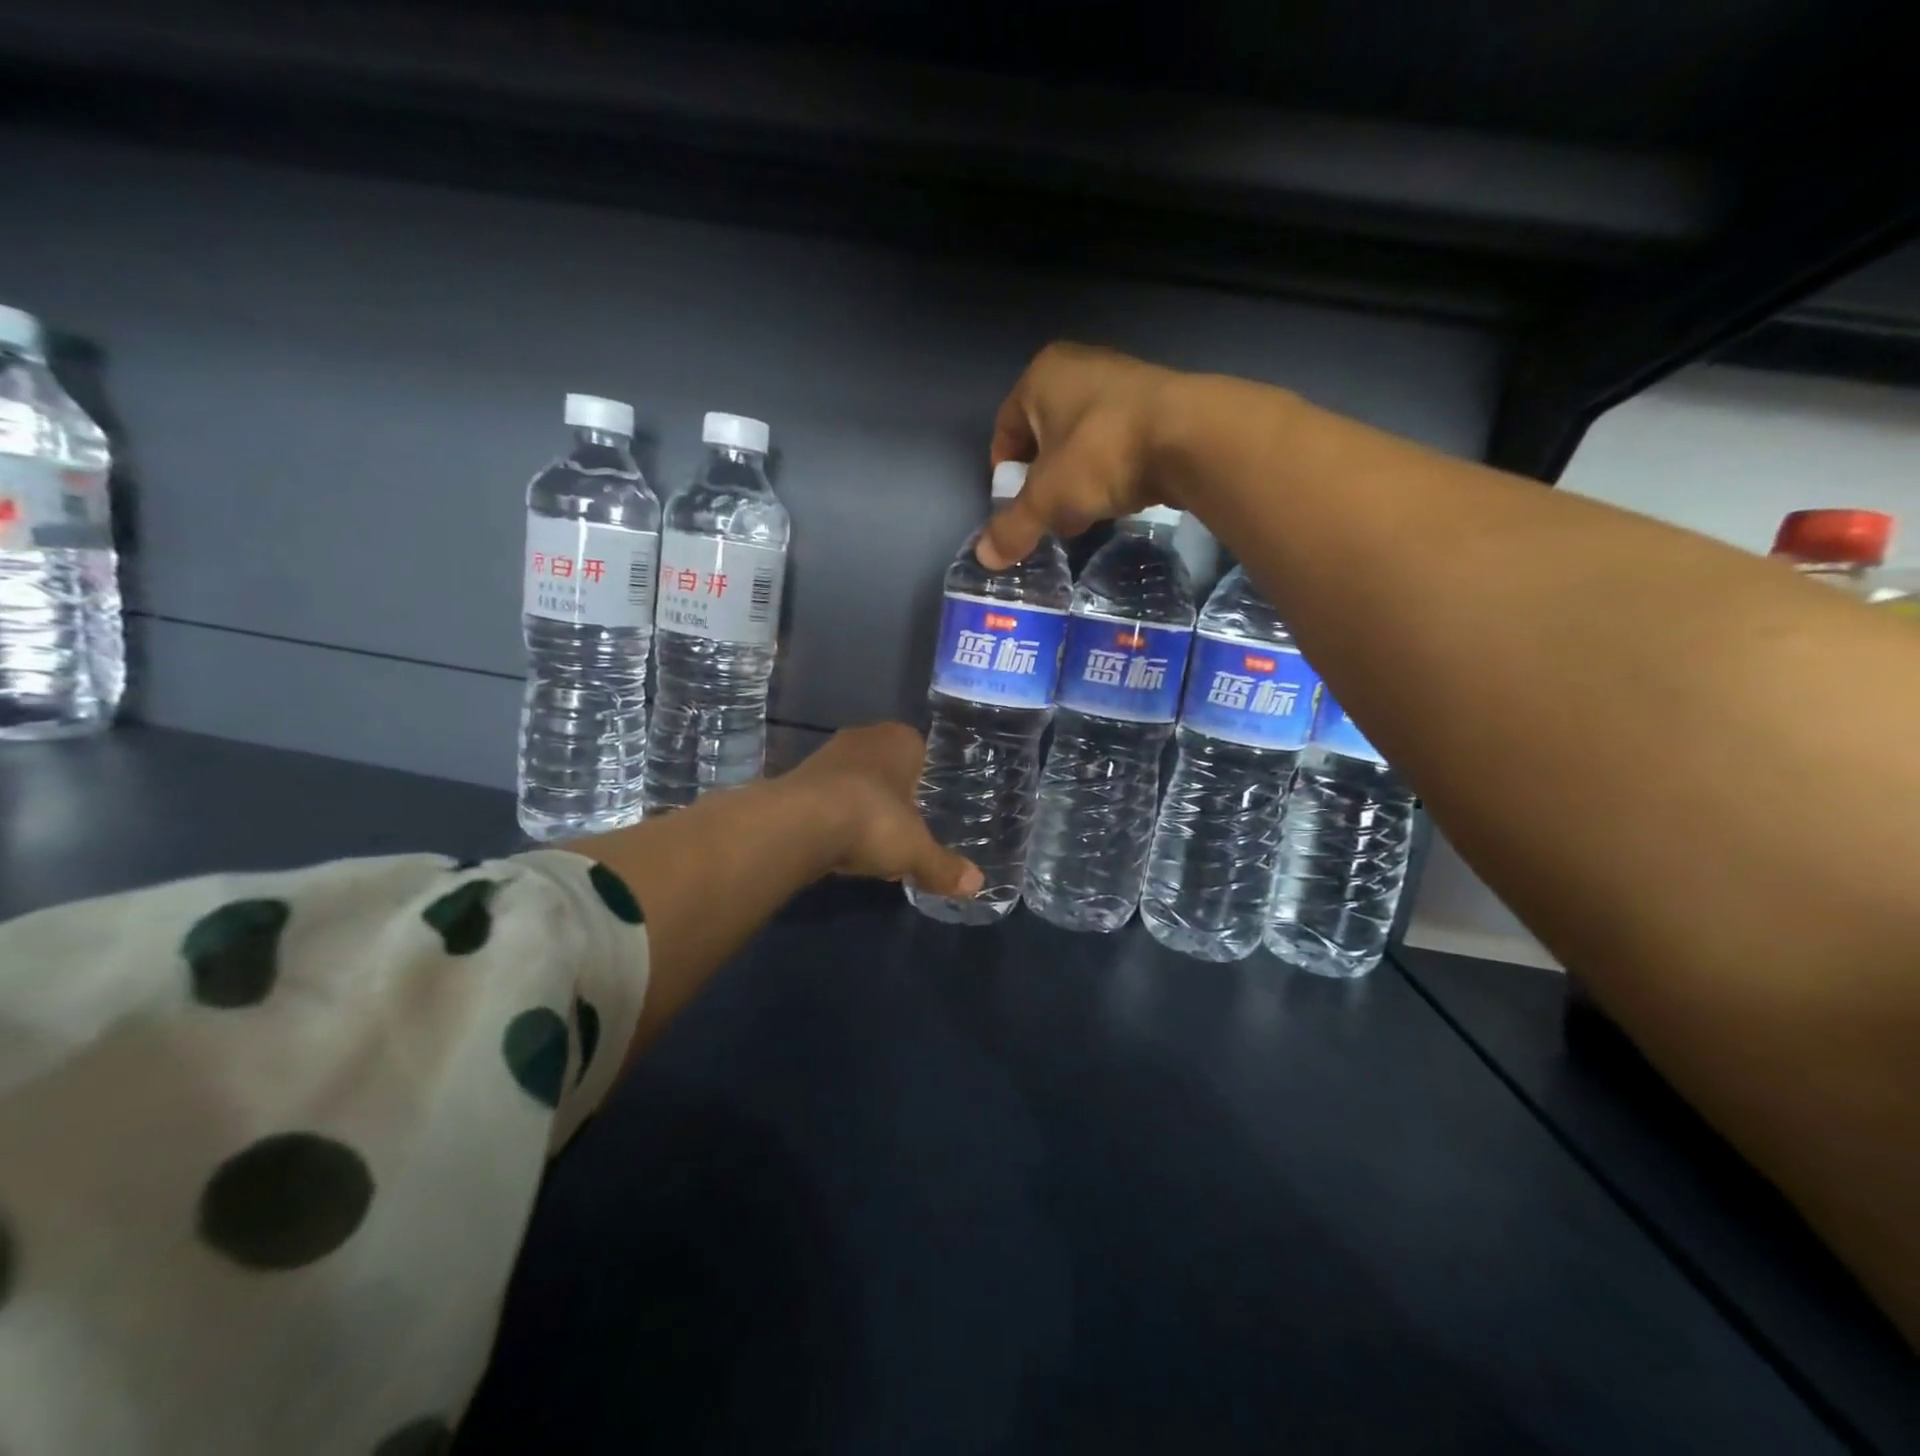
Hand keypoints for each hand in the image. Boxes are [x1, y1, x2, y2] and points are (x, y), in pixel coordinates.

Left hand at [783, 723, 982, 896]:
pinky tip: (839, 845)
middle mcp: (863, 738)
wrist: (800, 824)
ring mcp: (826, 756)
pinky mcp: (797, 779)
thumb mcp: (916, 850)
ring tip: (871, 839)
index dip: (924, 777)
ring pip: (854, 780)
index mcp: (899, 740)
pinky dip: (834, 817)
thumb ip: (943, 866)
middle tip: (904, 825)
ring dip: (860, 804)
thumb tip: (977, 884)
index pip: (919, 749)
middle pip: (884, 765)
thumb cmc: (873, 820)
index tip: (927, 805)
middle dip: (892, 792)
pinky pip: (827, 797)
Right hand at [979, 342, 1182, 568]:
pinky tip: (1117, 499)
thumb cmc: (1100, 454)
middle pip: (1044, 437)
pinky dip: (1110, 472)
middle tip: (1048, 516)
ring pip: (1081, 442)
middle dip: (1043, 482)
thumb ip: (1013, 527)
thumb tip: (985, 559)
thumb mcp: (1047, 499)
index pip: (1005, 430)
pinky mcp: (1158, 404)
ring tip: (1083, 514)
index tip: (1015, 509)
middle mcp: (1079, 367)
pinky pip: (1117, 444)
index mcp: (1041, 376)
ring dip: (1076, 480)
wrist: (1191, 437)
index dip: (1005, 475)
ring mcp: (1122, 381)